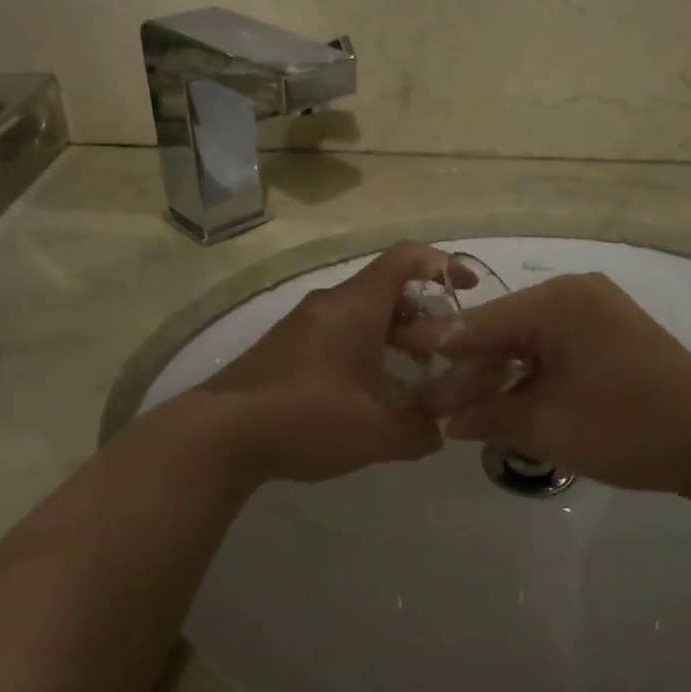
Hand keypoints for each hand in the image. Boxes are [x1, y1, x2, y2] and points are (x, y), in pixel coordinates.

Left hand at [194, 243, 472, 486]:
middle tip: (442, 353)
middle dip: (422, 316)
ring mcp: (302, 323)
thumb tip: (436, 433)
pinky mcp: (284, 346)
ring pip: (360, 313)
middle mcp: (330, 303)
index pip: (406, 258)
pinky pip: (336, 332)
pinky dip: (362, 349)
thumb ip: (418, 432)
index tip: (468, 288)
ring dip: (391, 337)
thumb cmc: (309, 417)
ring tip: (409, 379)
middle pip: (386, 289)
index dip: (443, 264)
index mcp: (356, 306)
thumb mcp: (377, 433)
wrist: (221, 433)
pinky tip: (366, 394)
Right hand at [413, 273, 690, 493]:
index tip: (398, 353)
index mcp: (559, 301)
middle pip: (503, 331)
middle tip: (429, 403)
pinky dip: (528, 376)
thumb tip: (446, 422)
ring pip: (527, 343)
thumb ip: (487, 415)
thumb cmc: (625, 427)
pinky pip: (553, 349)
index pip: (482, 322)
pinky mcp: (608, 335)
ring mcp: (594, 314)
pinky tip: (501, 403)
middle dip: (468, 370)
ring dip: (497, 377)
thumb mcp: (546, 425)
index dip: (439, 344)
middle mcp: (574, 295)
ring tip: (459, 412)